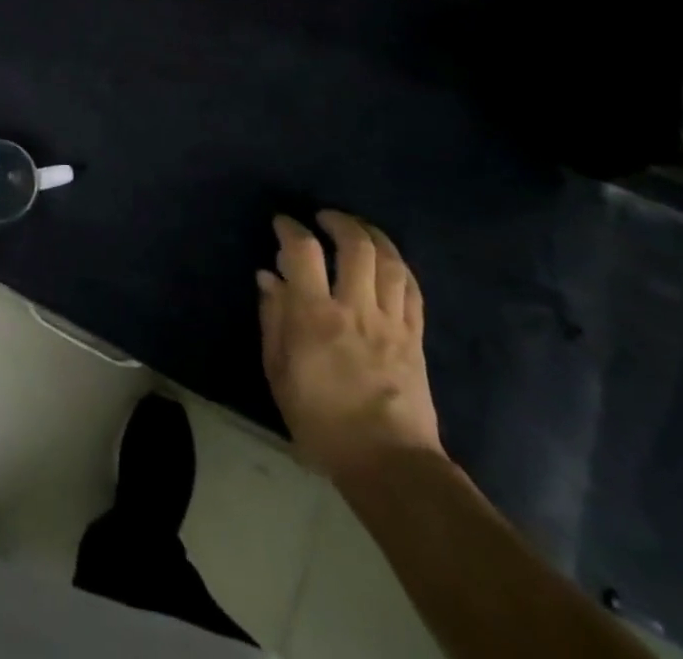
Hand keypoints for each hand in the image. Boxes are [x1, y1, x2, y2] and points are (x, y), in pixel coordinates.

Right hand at [257, 210, 441, 480]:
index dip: (290, 228)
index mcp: (315, 316)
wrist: (388, 464)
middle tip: (323, 218)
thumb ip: (272, 319)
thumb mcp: (279, 372)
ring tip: (357, 229)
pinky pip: (412, 289)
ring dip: (372, 236)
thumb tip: (268, 276)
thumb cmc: (321, 421)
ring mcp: (391, 322)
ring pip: (389, 261)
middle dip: (338, 221)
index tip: (281, 223)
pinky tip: (386, 261)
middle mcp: (356, 309)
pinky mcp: (415, 337)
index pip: (303, 251)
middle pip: (355, 246)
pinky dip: (398, 266)